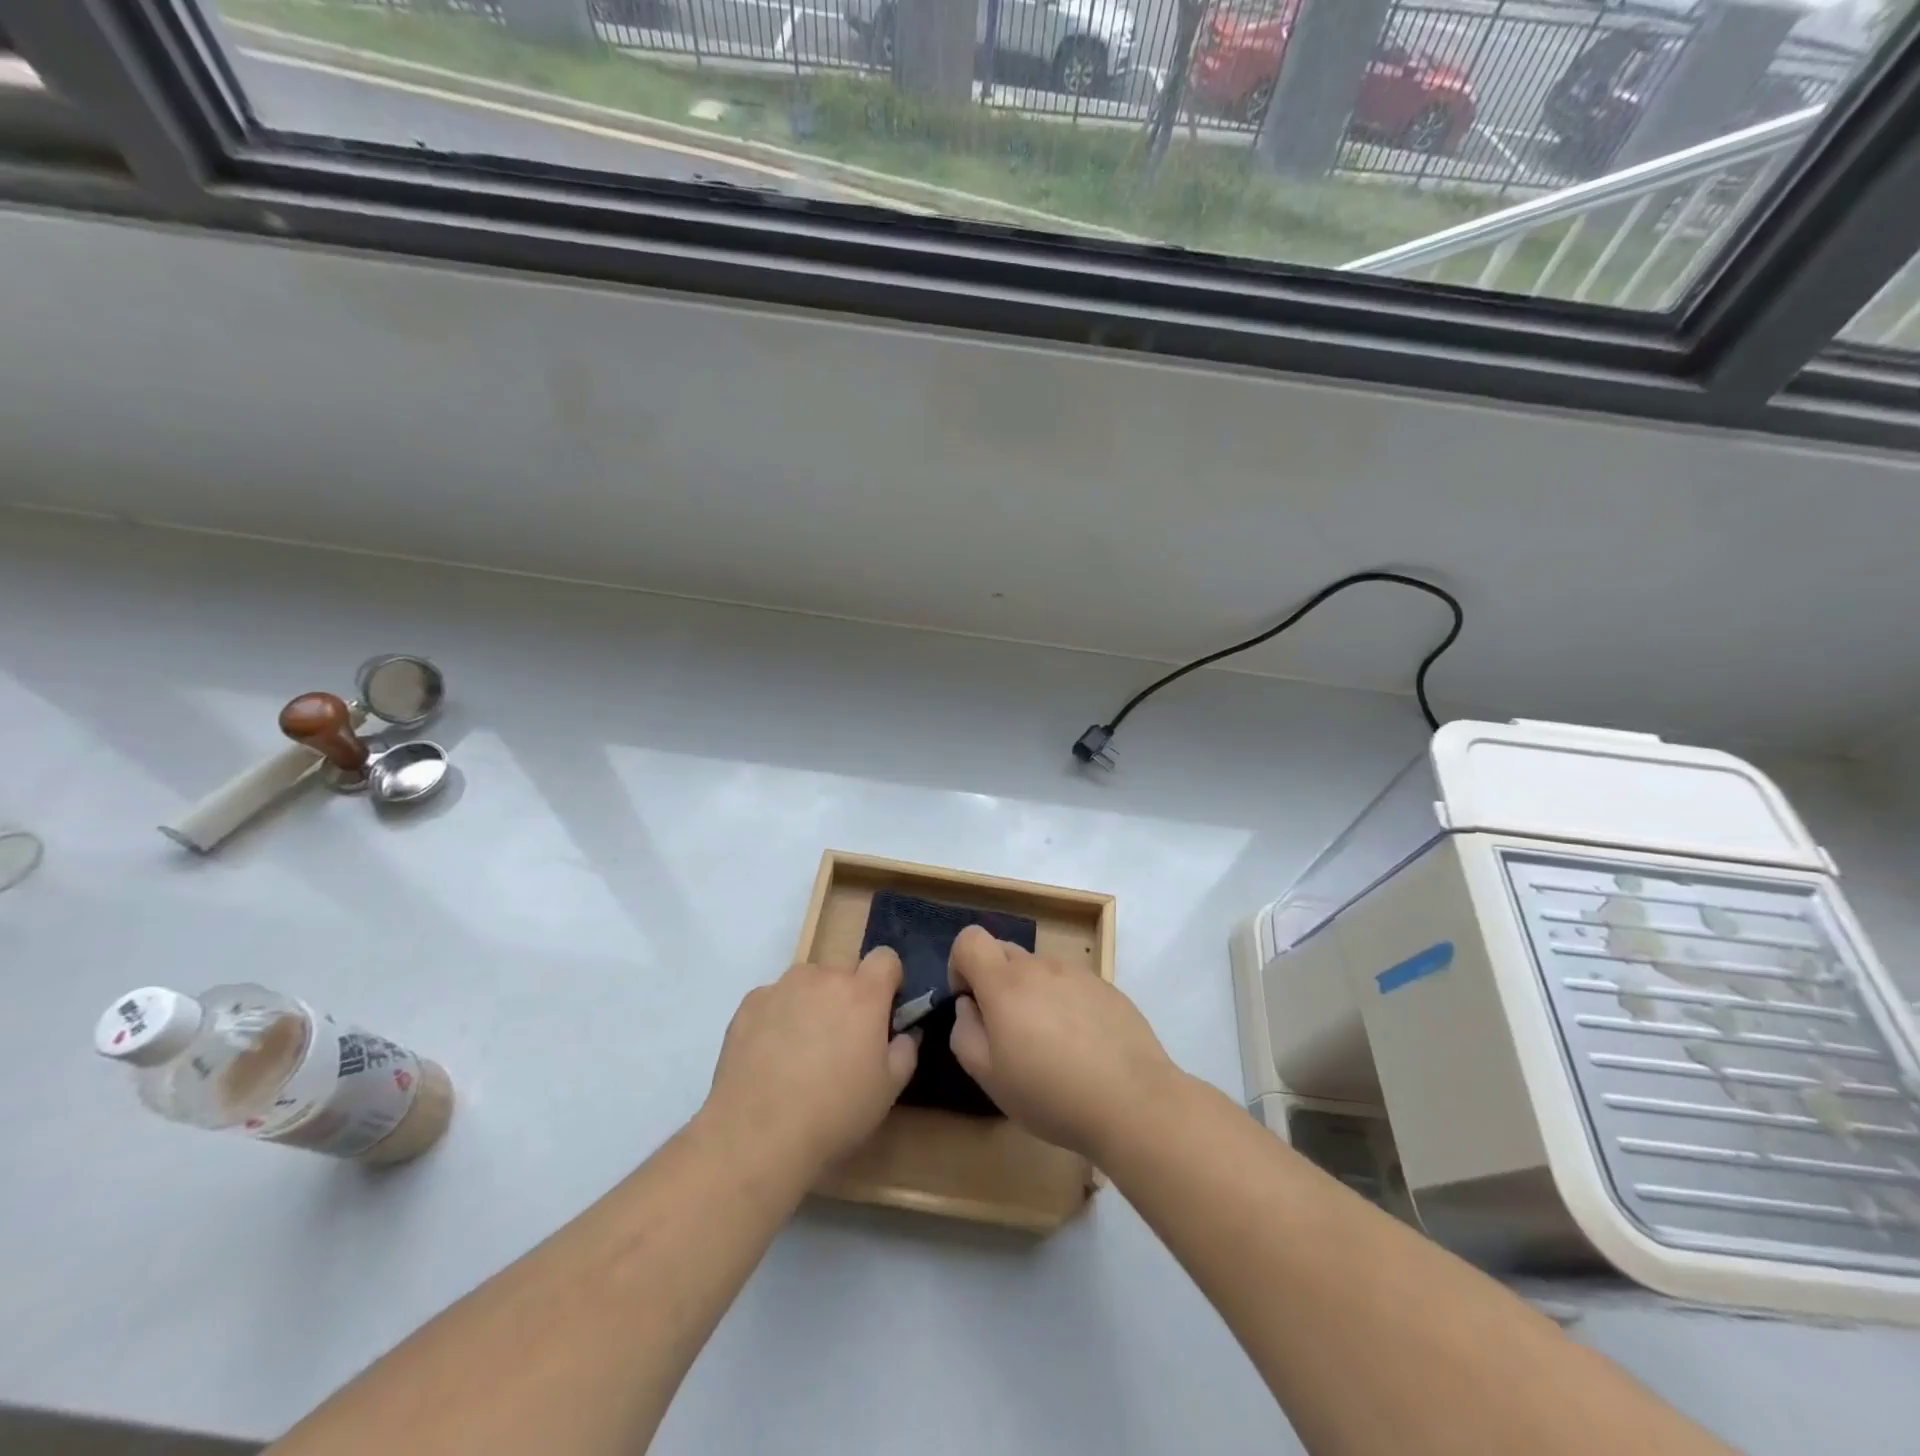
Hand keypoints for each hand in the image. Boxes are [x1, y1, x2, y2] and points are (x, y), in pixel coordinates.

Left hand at [704, 949, 918, 1175]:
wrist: (757, 1137)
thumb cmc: (834, 1114)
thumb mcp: (888, 1090)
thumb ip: (905, 1050)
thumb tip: (905, 1032)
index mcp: (863, 993)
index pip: (885, 958)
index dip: (888, 981)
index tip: (882, 1012)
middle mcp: (823, 978)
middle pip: (844, 971)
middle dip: (848, 996)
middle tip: (841, 1040)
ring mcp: (782, 987)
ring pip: (807, 983)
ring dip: (812, 1002)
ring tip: (800, 1050)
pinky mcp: (749, 1004)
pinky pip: (774, 999)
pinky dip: (777, 1017)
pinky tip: (770, 1057)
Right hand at [947, 925, 1179, 1161]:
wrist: (1133, 1101)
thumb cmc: (1050, 1094)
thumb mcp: (989, 1077)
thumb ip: (965, 1032)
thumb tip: (968, 1006)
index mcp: (1005, 983)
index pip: (970, 939)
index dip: (960, 965)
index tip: (971, 1003)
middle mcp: (1040, 966)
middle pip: (1004, 952)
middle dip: (995, 981)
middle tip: (1009, 1032)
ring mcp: (1078, 974)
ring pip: (1040, 970)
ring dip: (1033, 994)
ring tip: (1051, 1045)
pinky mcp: (1107, 988)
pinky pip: (1071, 984)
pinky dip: (1065, 1004)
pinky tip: (1083, 1047)